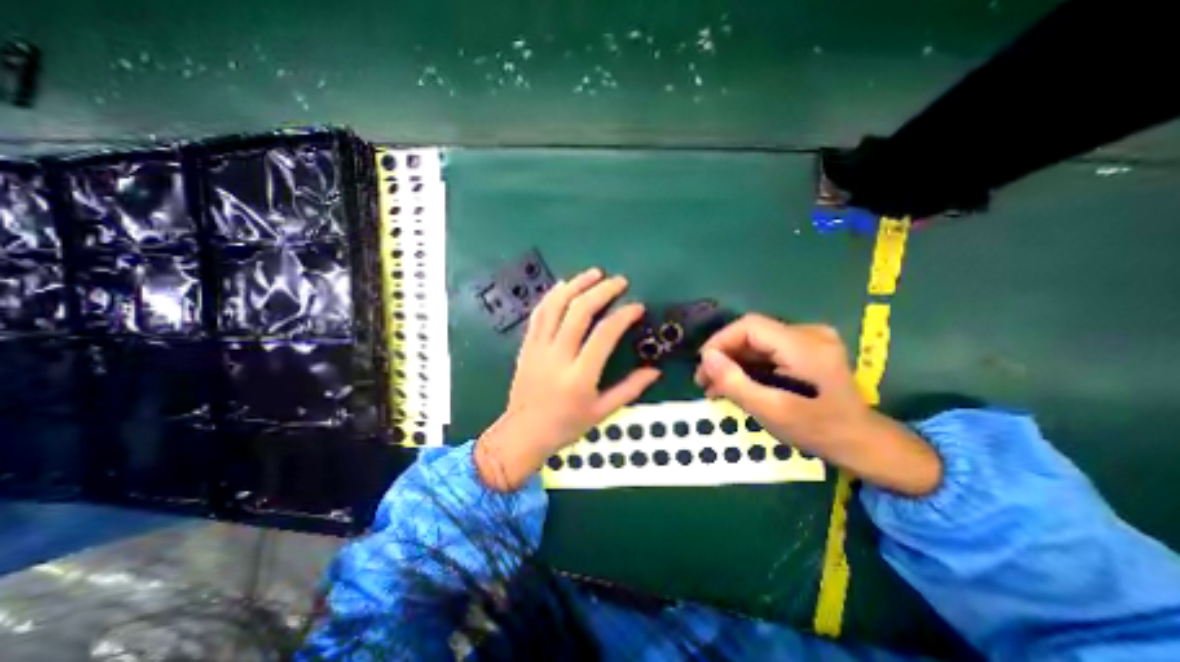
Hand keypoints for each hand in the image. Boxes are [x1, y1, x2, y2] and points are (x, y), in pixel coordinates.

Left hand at [479, 268, 662, 487]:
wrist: (523, 432)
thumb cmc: (566, 425)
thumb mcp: (602, 412)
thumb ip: (630, 389)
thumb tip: (655, 371)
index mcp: (580, 376)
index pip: (604, 334)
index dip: (623, 315)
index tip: (637, 307)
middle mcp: (558, 356)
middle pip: (579, 311)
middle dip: (601, 291)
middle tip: (619, 281)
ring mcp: (538, 348)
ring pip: (556, 306)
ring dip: (576, 285)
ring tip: (594, 273)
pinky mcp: (527, 345)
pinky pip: (539, 313)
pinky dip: (552, 295)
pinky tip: (564, 285)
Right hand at [694, 313, 945, 494]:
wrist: (862, 443)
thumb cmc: (818, 431)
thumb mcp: (771, 411)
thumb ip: (736, 382)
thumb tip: (706, 357)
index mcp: (805, 346)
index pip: (750, 326)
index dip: (720, 341)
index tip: (703, 365)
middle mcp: (810, 334)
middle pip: (752, 333)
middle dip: (724, 355)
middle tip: (704, 381)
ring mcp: (811, 340)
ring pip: (757, 342)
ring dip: (734, 362)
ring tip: (714, 386)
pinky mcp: (808, 349)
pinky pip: (768, 350)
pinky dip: (749, 365)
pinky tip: (735, 382)